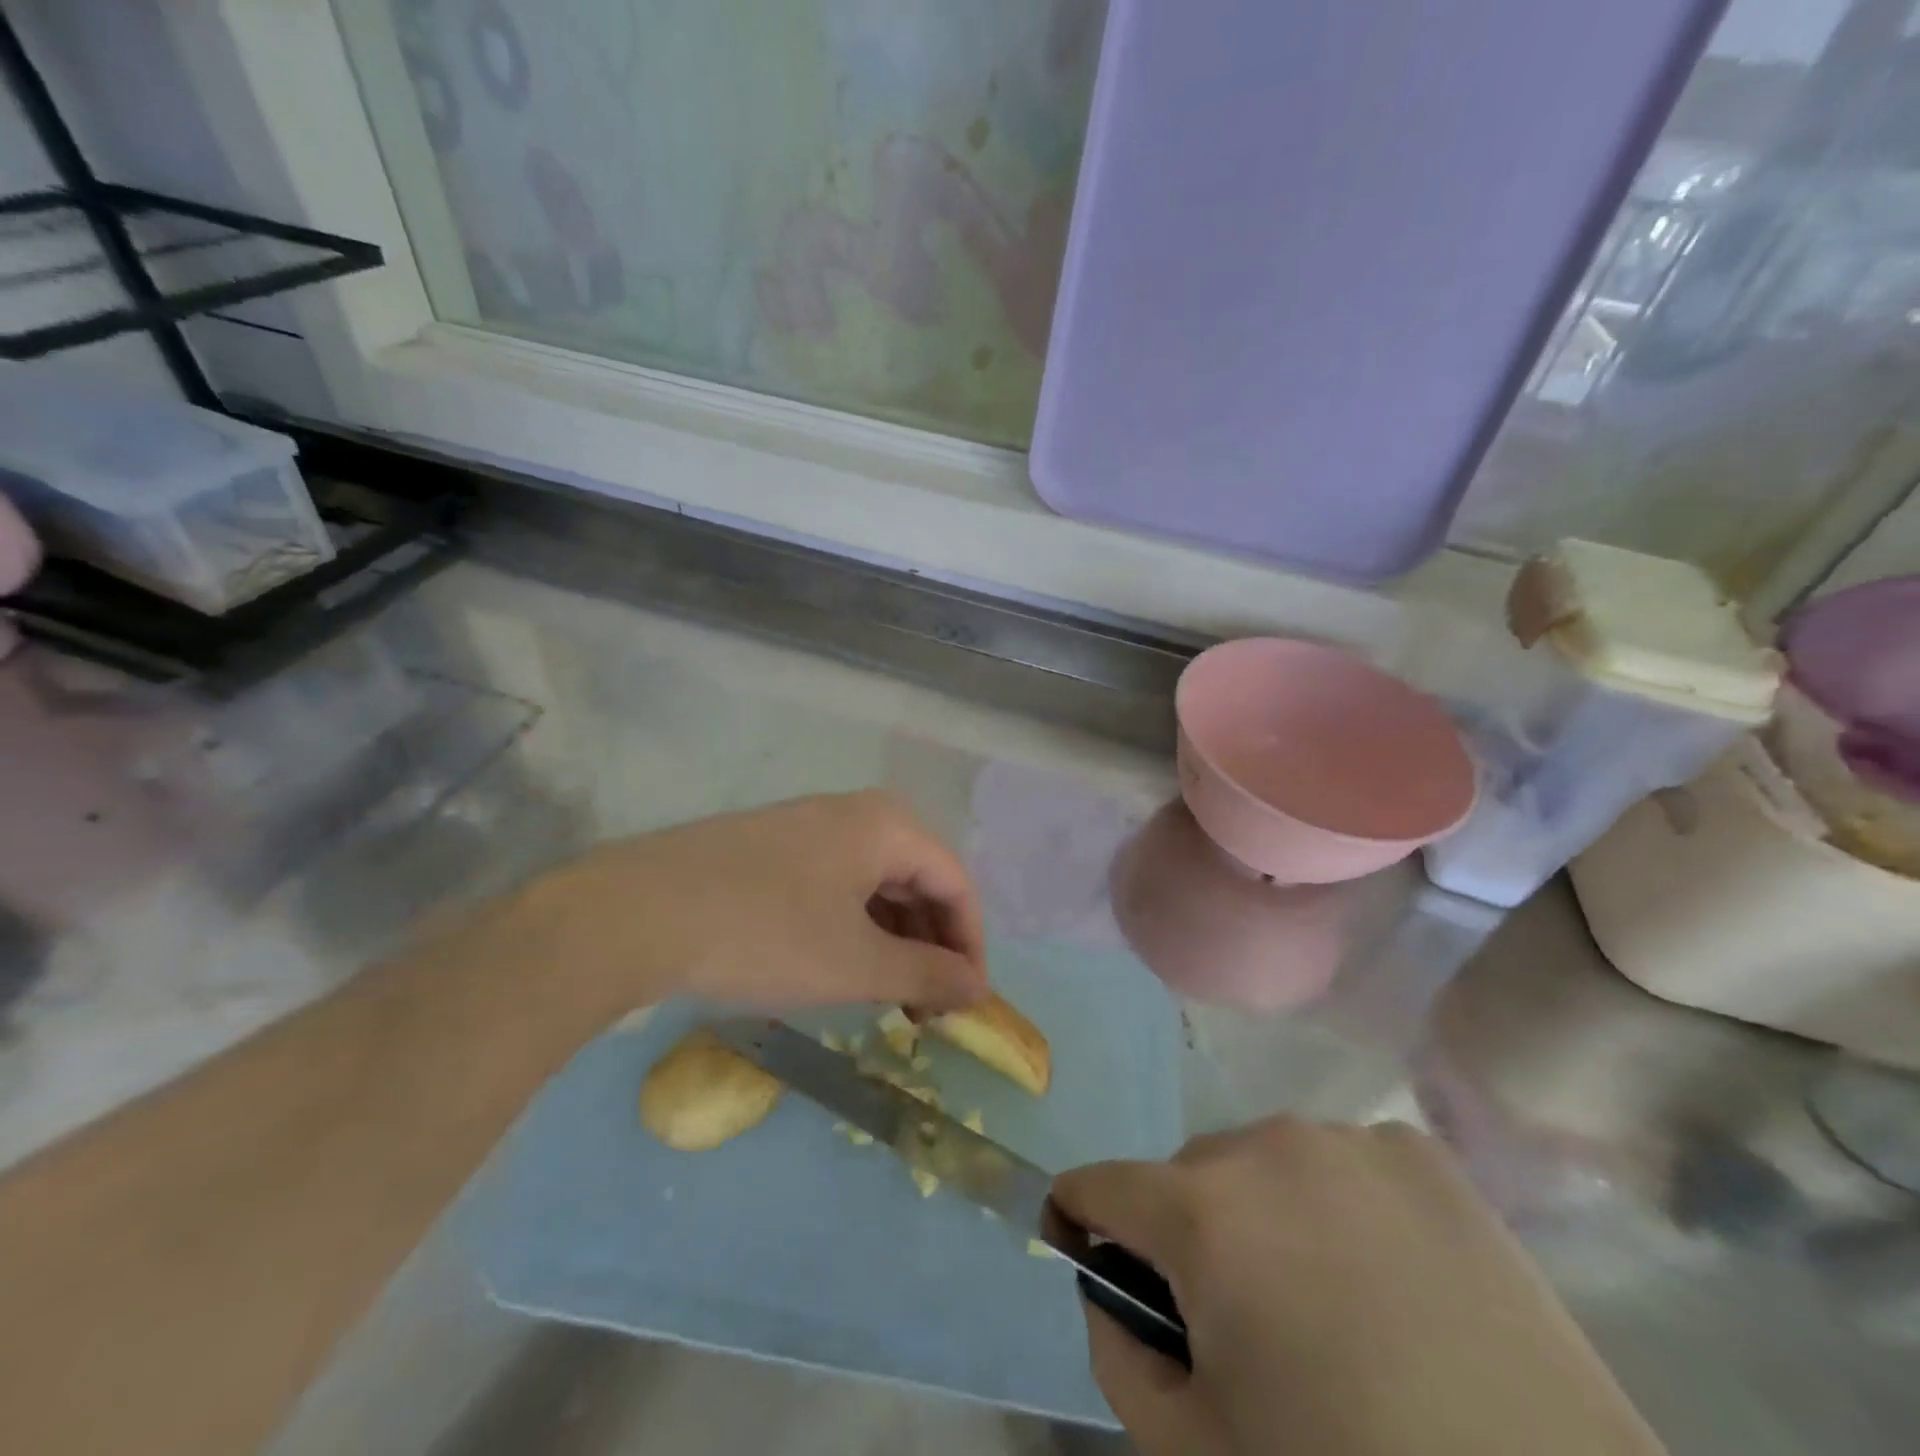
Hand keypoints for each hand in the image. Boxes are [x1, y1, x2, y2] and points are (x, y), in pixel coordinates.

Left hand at [548, 791, 988, 1018]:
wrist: (633, 914)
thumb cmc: (766, 935)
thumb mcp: (857, 965)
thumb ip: (927, 975)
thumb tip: (980, 988)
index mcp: (885, 825)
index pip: (955, 882)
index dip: (971, 944)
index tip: (968, 1003)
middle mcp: (850, 813)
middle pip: (916, 877)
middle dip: (930, 944)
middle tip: (926, 1007)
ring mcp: (803, 827)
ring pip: (872, 882)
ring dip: (891, 939)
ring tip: (886, 995)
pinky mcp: (767, 849)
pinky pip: (832, 884)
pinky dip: (850, 927)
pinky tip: (838, 965)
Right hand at [1053, 1119, 1664, 1455]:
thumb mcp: (1197, 1452)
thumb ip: (1117, 1356)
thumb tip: (1105, 1284)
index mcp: (1203, 1212)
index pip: (1098, 1184)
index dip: (1076, 1217)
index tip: (1081, 1245)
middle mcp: (1265, 1145)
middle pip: (1186, 1174)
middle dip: (1184, 1232)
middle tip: (1236, 1317)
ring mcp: (1348, 1138)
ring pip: (1261, 1163)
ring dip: (1262, 1214)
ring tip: (1322, 1300)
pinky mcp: (1419, 1151)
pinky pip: (1338, 1162)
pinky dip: (1336, 1205)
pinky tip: (1390, 1277)